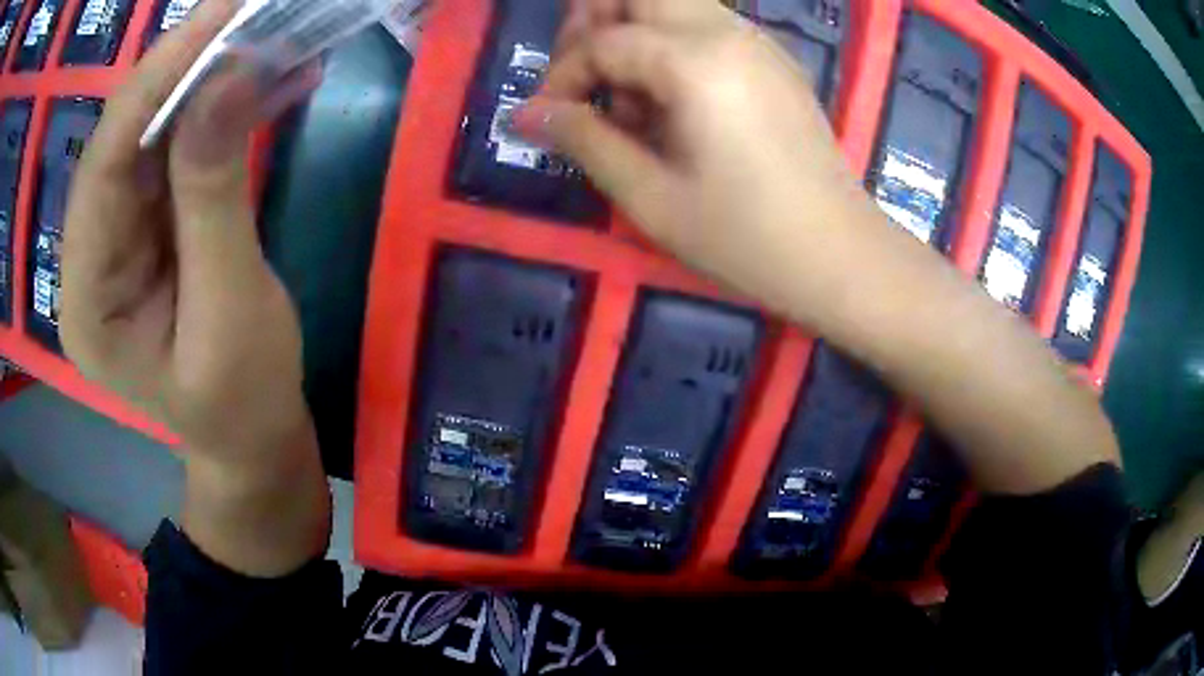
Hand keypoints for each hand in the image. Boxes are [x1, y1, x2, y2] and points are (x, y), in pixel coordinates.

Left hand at [60, 0, 321, 462]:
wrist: (250, 435)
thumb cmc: (240, 399)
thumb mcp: (229, 310)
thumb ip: (214, 197)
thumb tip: (227, 78)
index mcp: (88, 298)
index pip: (103, 167)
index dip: (153, 83)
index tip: (218, 17)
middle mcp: (90, 255)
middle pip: (122, 142)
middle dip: (181, 70)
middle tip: (244, 12)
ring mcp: (119, 236)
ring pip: (153, 135)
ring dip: (205, 81)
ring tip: (260, 33)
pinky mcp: (151, 222)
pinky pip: (179, 149)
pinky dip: (219, 110)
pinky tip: (261, 80)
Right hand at [516, 0, 876, 322]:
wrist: (841, 256)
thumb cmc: (747, 238)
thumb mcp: (651, 198)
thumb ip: (585, 141)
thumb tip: (528, 114)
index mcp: (695, 61)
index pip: (603, 42)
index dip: (561, 77)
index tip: (544, 119)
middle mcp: (727, 33)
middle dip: (596, 22)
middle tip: (583, 78)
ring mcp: (757, 42)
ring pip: (675, 3)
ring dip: (634, 32)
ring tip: (627, 100)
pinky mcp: (774, 61)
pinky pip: (707, 26)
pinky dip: (672, 45)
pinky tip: (672, 104)